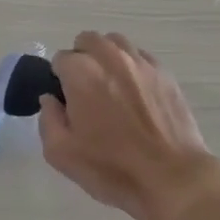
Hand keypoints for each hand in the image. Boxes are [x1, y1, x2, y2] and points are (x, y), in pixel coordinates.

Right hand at [41, 31, 219, 219]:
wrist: (172, 178)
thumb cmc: (112, 168)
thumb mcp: (61, 153)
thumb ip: (47, 119)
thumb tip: (50, 99)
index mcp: (81, 72)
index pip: (60, 59)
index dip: (60, 80)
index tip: (67, 103)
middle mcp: (110, 57)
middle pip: (87, 41)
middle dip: (81, 60)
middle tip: (86, 91)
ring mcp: (140, 62)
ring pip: (115, 43)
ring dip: (106, 58)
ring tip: (111, 87)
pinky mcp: (164, 72)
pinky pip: (140, 56)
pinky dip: (132, 67)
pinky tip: (136, 94)